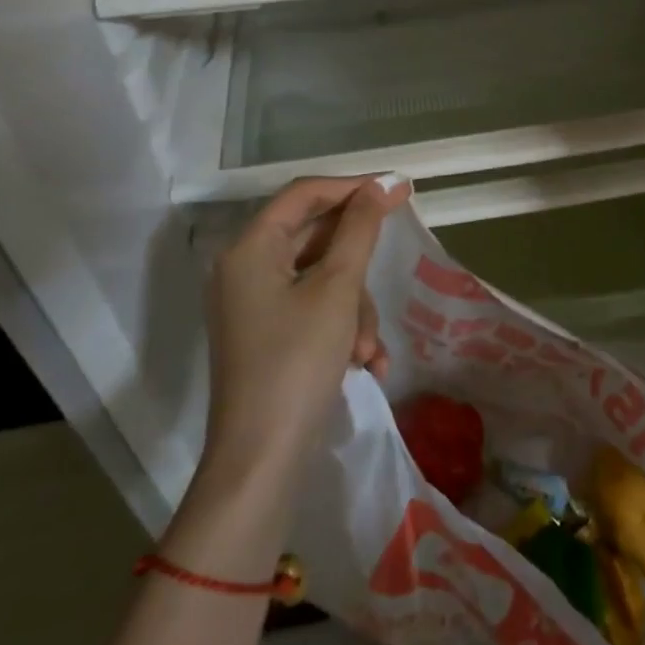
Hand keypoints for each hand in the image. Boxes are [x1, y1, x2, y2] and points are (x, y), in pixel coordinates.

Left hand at [202, 175, 412, 493]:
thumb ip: (361, 229)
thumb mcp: (337, 289)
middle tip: (393, 268)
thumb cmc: (297, 362)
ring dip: (354, 309)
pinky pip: (311, 309)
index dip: (354, 187)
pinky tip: (365, 364)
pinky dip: (340, 328)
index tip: (399, 190)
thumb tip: (383, 183)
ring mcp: (253, 303)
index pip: (305, 193)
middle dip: (357, 268)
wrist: (260, 461)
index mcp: (250, 247)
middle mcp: (245, 267)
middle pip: (315, 239)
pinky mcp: (265, 333)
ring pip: (320, 279)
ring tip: (370, 350)